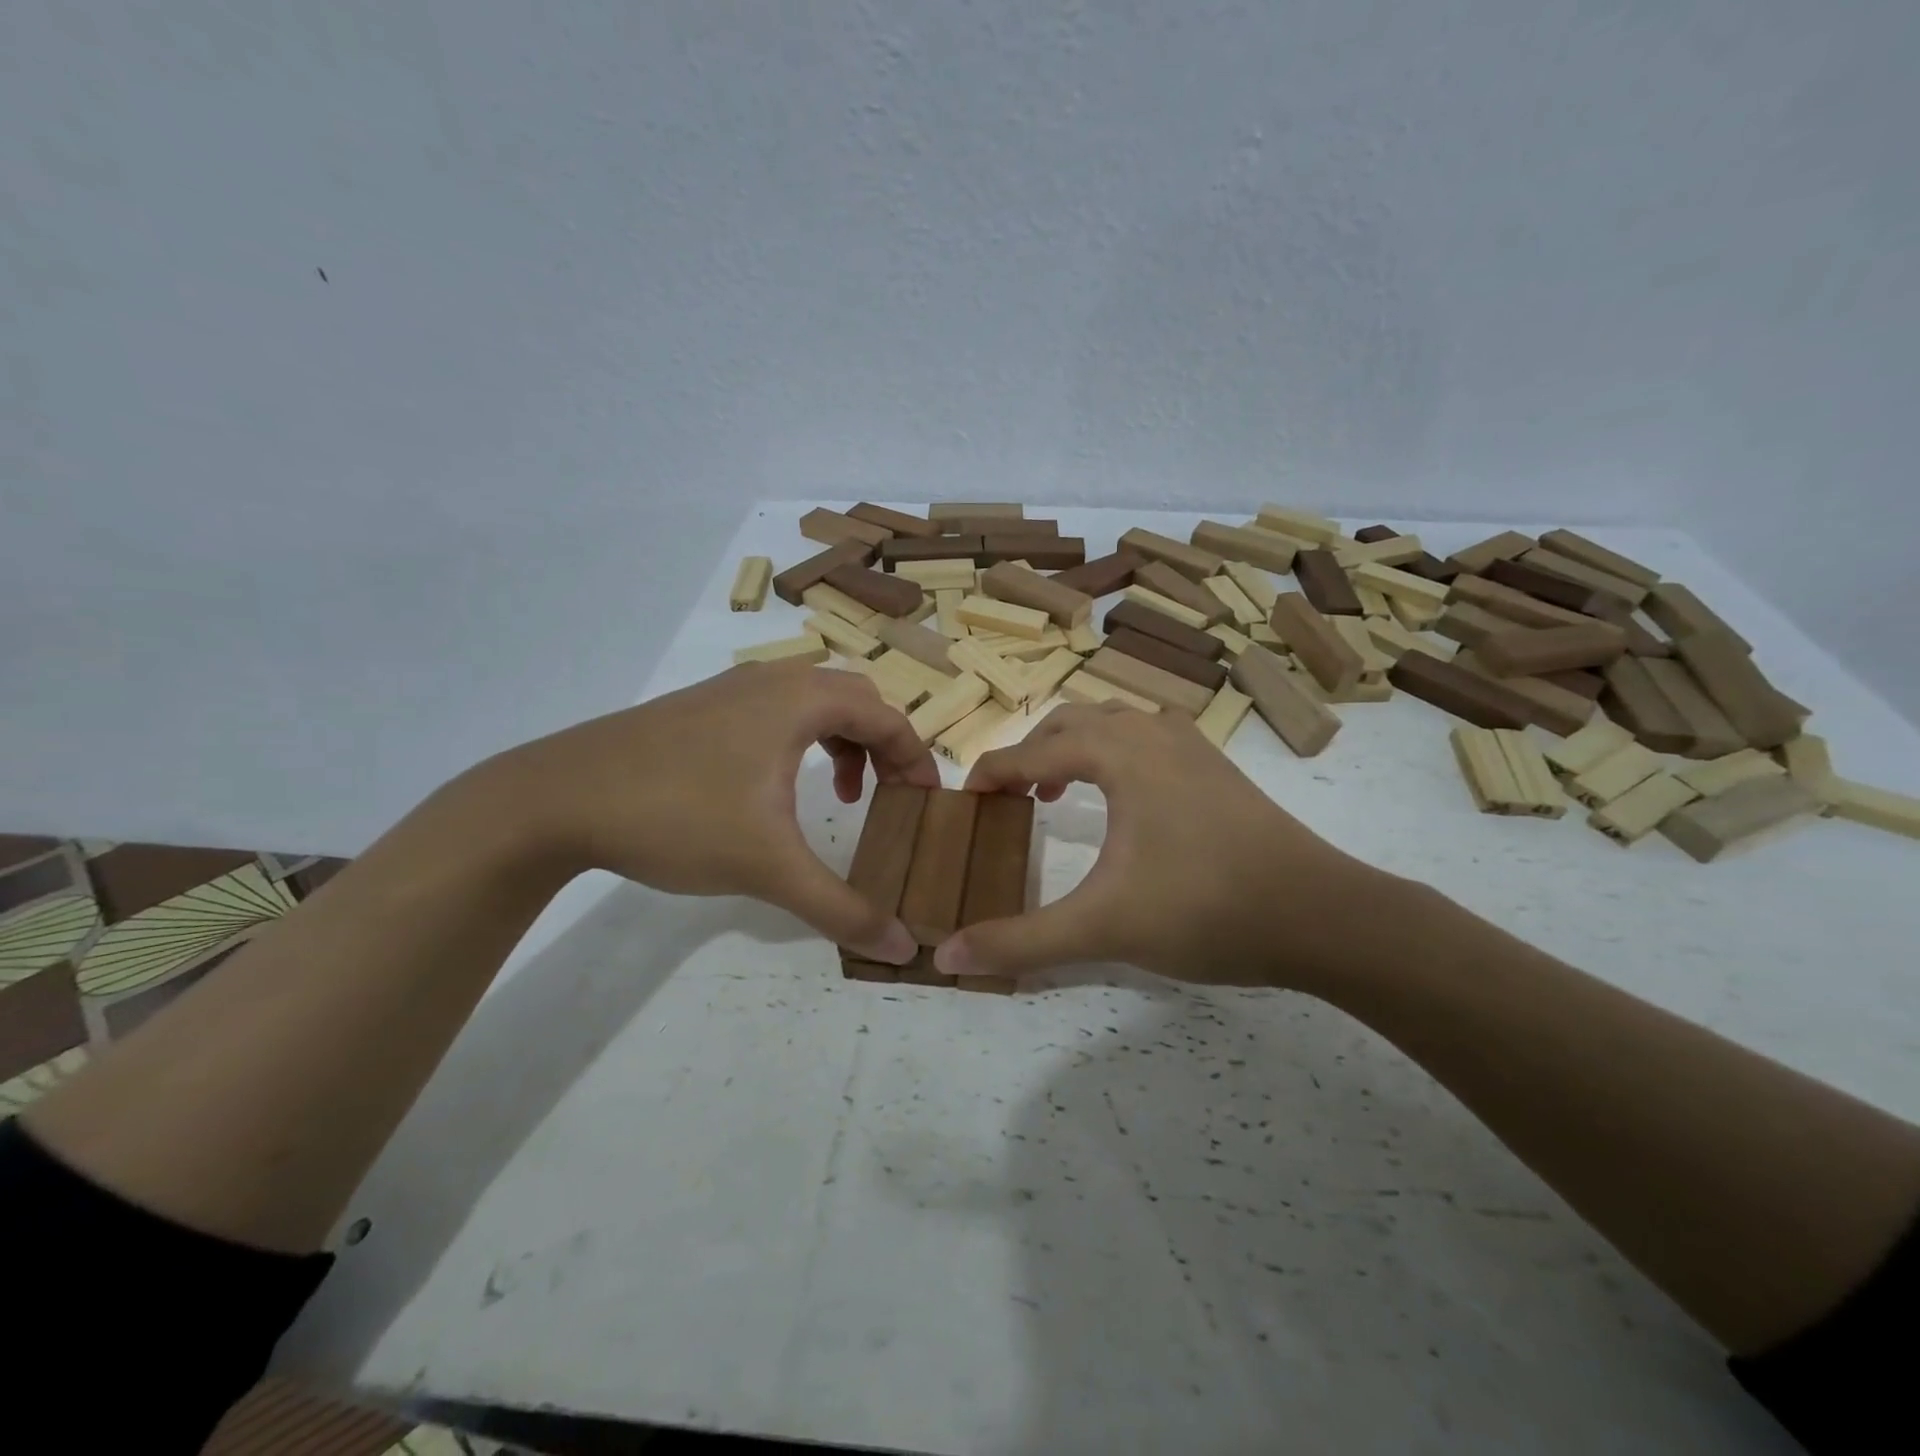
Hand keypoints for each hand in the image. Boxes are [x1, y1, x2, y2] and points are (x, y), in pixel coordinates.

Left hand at [470, 661, 939, 962]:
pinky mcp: (700, 709)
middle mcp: (772, 681)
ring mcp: (731, 690)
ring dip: (842, 743)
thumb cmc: (676, 816)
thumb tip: (903, 947)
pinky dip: (801, 742)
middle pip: (856, 700)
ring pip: (814, 702)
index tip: (926, 804)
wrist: (556, 798)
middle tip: (890, 797)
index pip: (888, 717)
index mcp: (800, 701)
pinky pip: (776, 712)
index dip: (917, 759)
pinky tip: (776, 790)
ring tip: (839, 795)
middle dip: (884, 747)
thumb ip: (841, 907)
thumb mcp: (767, 867)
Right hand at [936, 704, 1385, 988]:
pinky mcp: (1219, 768)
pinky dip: (1118, 753)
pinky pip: (1150, 737)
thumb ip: (1021, 941)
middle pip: (1072, 721)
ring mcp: (1193, 747)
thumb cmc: (1205, 909)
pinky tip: (1127, 800)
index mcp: (1118, 754)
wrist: (1322, 916)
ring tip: (1063, 792)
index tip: (965, 797)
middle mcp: (1152, 734)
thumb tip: (948, 956)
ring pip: (1116, 722)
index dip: (992, 771)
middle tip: (1015, 797)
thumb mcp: (1103, 928)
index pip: (1033, 751)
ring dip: (1078, 746)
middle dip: (1033, 751)